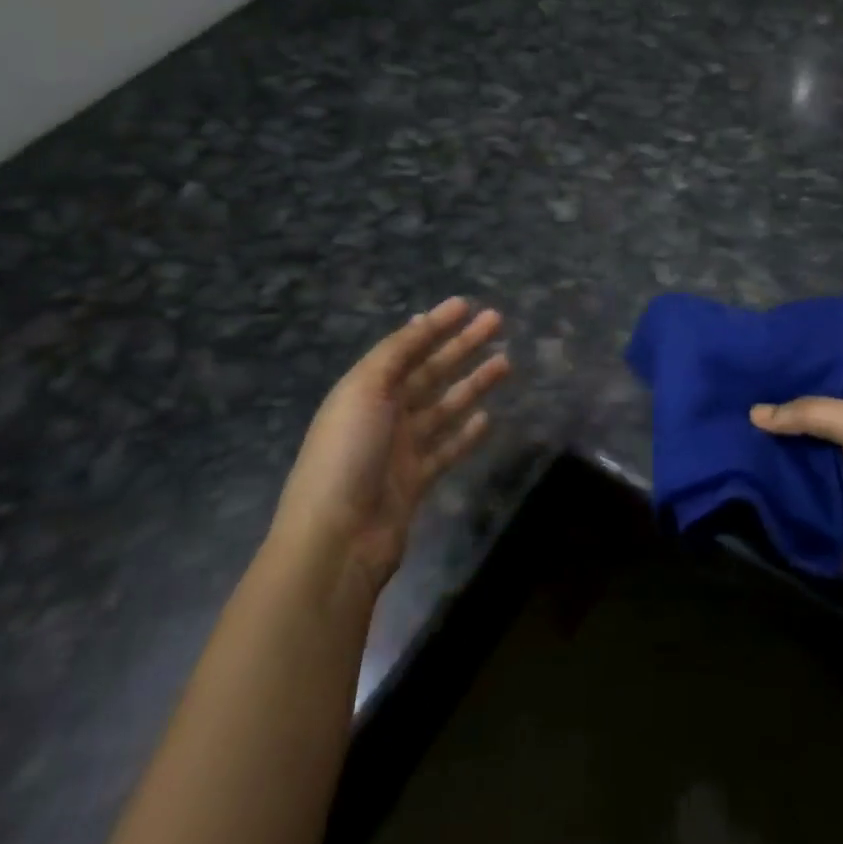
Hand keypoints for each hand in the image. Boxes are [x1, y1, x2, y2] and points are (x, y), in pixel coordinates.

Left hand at [272, 298, 510, 587]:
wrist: (337, 539)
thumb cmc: (347, 453)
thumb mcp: (365, 389)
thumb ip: (395, 354)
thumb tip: (418, 321)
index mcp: (365, 388)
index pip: (406, 347)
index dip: (435, 324)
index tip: (465, 304)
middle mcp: (383, 413)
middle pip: (430, 371)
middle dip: (462, 346)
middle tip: (497, 322)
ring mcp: (401, 449)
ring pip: (444, 406)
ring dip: (472, 383)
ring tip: (505, 362)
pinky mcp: (416, 481)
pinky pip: (446, 449)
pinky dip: (466, 433)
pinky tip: (487, 418)